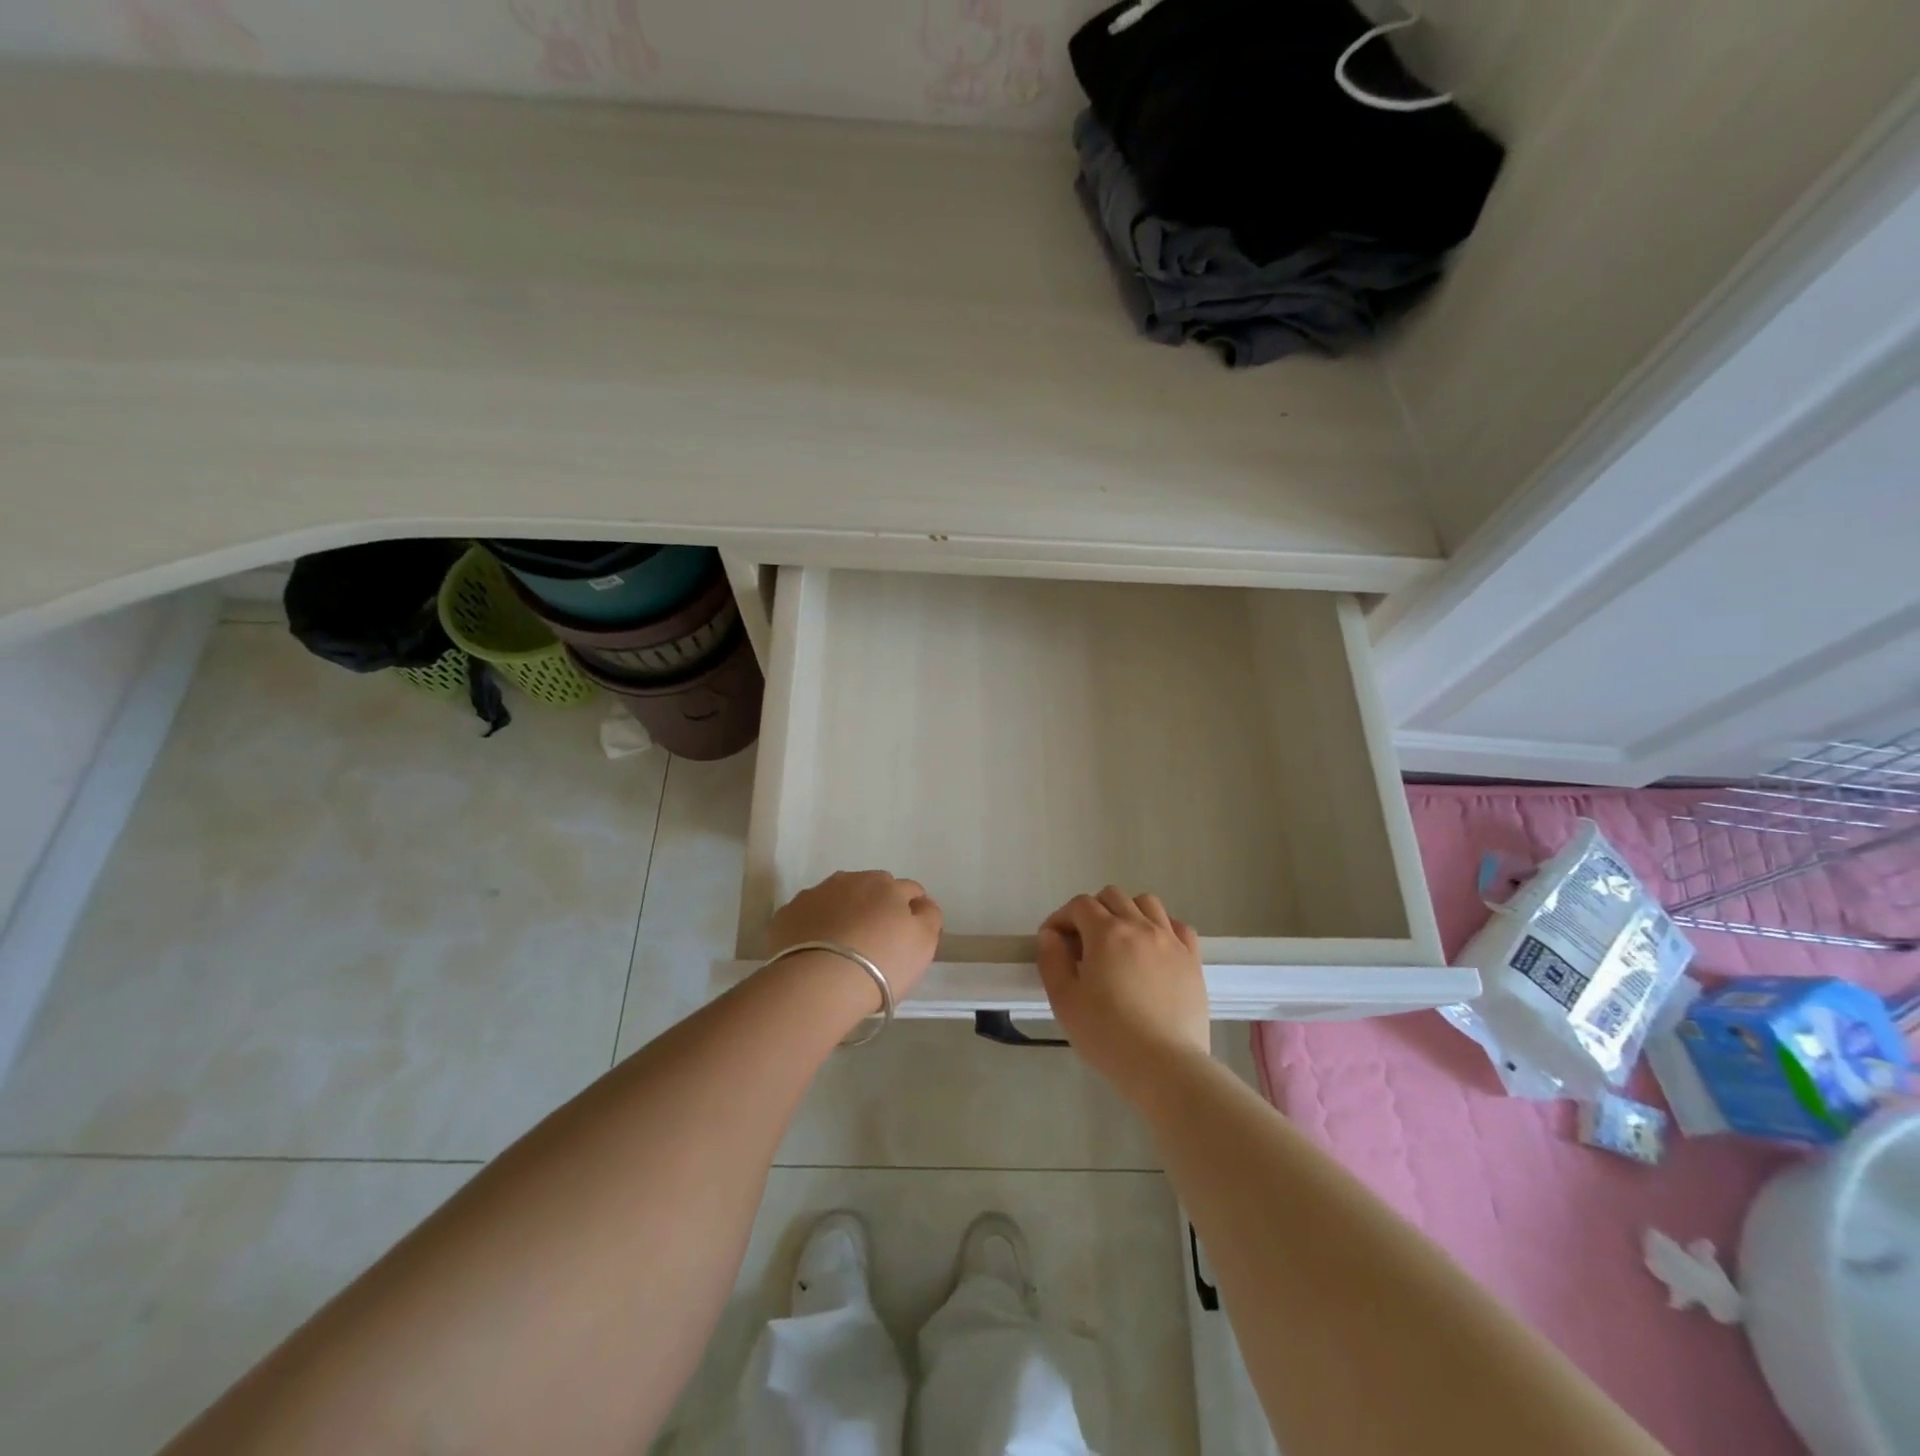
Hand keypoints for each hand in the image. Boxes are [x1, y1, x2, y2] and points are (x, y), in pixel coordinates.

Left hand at [768, 870, 942, 1002]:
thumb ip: (929, 917)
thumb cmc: (881, 964)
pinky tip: (816, 949)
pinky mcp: (788, 913)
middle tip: (876, 939)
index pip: (909, 890)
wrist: (819, 981)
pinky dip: (815, 925)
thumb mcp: (923, 944)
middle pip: (872, 887)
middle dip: (877, 905)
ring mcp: (816, 894)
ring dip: (844, 911)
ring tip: (843, 944)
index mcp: (888, 886)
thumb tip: (921, 904)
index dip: (912, 910)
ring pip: (838, 896)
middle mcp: (852, 880)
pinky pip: (809, 914)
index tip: (908, 934)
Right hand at [1037, 886, 1209, 1094]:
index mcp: (1106, 933)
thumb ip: (1052, 961)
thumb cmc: (1108, 1035)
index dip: (1061, 918)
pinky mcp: (1192, 959)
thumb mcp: (1065, 1001)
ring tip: (1119, 942)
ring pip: (1146, 903)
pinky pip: (1178, 926)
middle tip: (1083, 944)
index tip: (1053, 942)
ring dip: (1127, 912)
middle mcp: (1140, 926)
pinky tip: (1153, 949)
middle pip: (1112, 897)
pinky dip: (1161, 927)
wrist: (1165, 1066)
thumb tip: (1051, 936)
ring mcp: (1171, 940)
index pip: (1079, 905)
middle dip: (1091, 912)